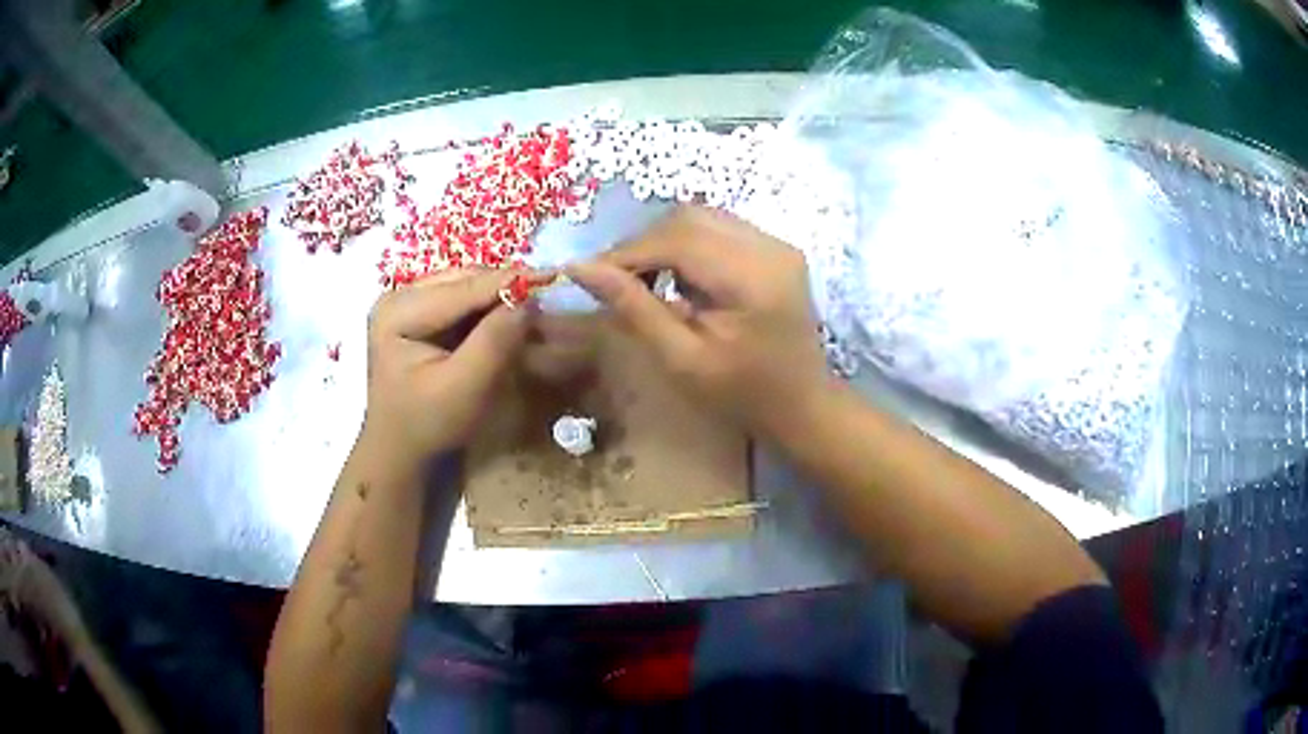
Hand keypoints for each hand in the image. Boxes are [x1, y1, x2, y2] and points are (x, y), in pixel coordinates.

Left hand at [362, 269, 531, 466]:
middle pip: (466, 280)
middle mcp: (400, 295)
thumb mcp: (464, 388)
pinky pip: (463, 302)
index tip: (556, 276)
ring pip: (468, 287)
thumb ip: (494, 342)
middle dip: (507, 288)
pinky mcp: (420, 315)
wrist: (401, 452)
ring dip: (501, 298)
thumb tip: (529, 299)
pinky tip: (511, 319)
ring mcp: (408, 303)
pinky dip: (489, 310)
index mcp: (399, 310)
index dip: (511, 281)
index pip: (464, 287)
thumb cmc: (428, 425)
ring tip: (535, 308)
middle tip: (549, 297)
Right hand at [569, 207, 830, 438]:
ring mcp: (778, 243)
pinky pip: (719, 228)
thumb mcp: (681, 359)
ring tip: (643, 280)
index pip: (677, 239)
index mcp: (752, 278)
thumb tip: (579, 267)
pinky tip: (678, 278)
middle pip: (689, 218)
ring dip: (663, 241)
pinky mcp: (776, 248)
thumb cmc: (741, 395)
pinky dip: (687, 244)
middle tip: (615, 280)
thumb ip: (633, 308)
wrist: (802, 404)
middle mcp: (770, 246)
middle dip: (643, 243)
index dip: (627, 251)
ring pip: (702, 217)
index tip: (589, 274)